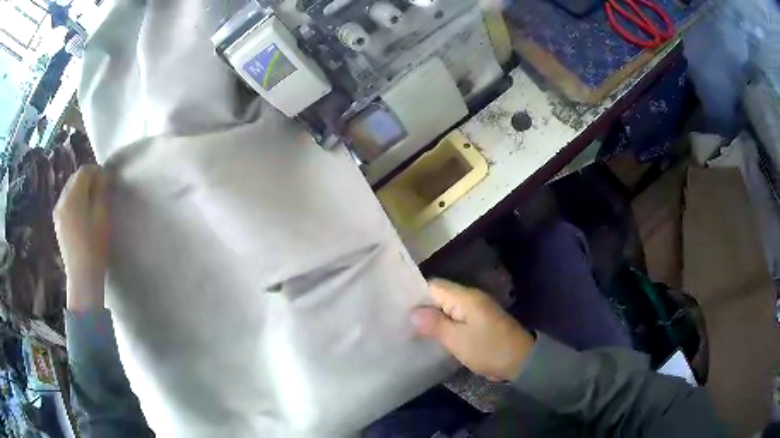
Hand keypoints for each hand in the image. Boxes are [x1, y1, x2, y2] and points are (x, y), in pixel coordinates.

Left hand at [53, 165, 110, 310]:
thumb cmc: (94, 245)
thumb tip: (104, 174)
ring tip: (92, 205)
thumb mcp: (102, 215)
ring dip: (81, 191)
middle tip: (101, 192)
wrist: (82, 276)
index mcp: (72, 195)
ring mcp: (58, 212)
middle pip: (75, 178)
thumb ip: (101, 190)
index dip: (97, 172)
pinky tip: (82, 216)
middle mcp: (62, 199)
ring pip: (70, 190)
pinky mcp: (57, 224)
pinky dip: (75, 202)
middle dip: (89, 180)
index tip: (108, 182)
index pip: (85, 171)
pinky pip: (66, 203)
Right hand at [411, 279, 535, 380]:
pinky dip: (442, 324)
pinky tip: (430, 335)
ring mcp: (475, 310)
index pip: (433, 286)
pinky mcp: (478, 322)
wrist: (520, 361)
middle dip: (420, 307)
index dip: (415, 294)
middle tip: (399, 320)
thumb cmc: (488, 349)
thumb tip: (412, 312)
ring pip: (446, 308)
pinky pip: (455, 318)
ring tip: (409, 328)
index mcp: (465, 297)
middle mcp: (470, 298)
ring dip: (431, 317)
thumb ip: (435, 324)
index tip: (396, 307)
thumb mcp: (458, 339)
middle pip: (439, 295)